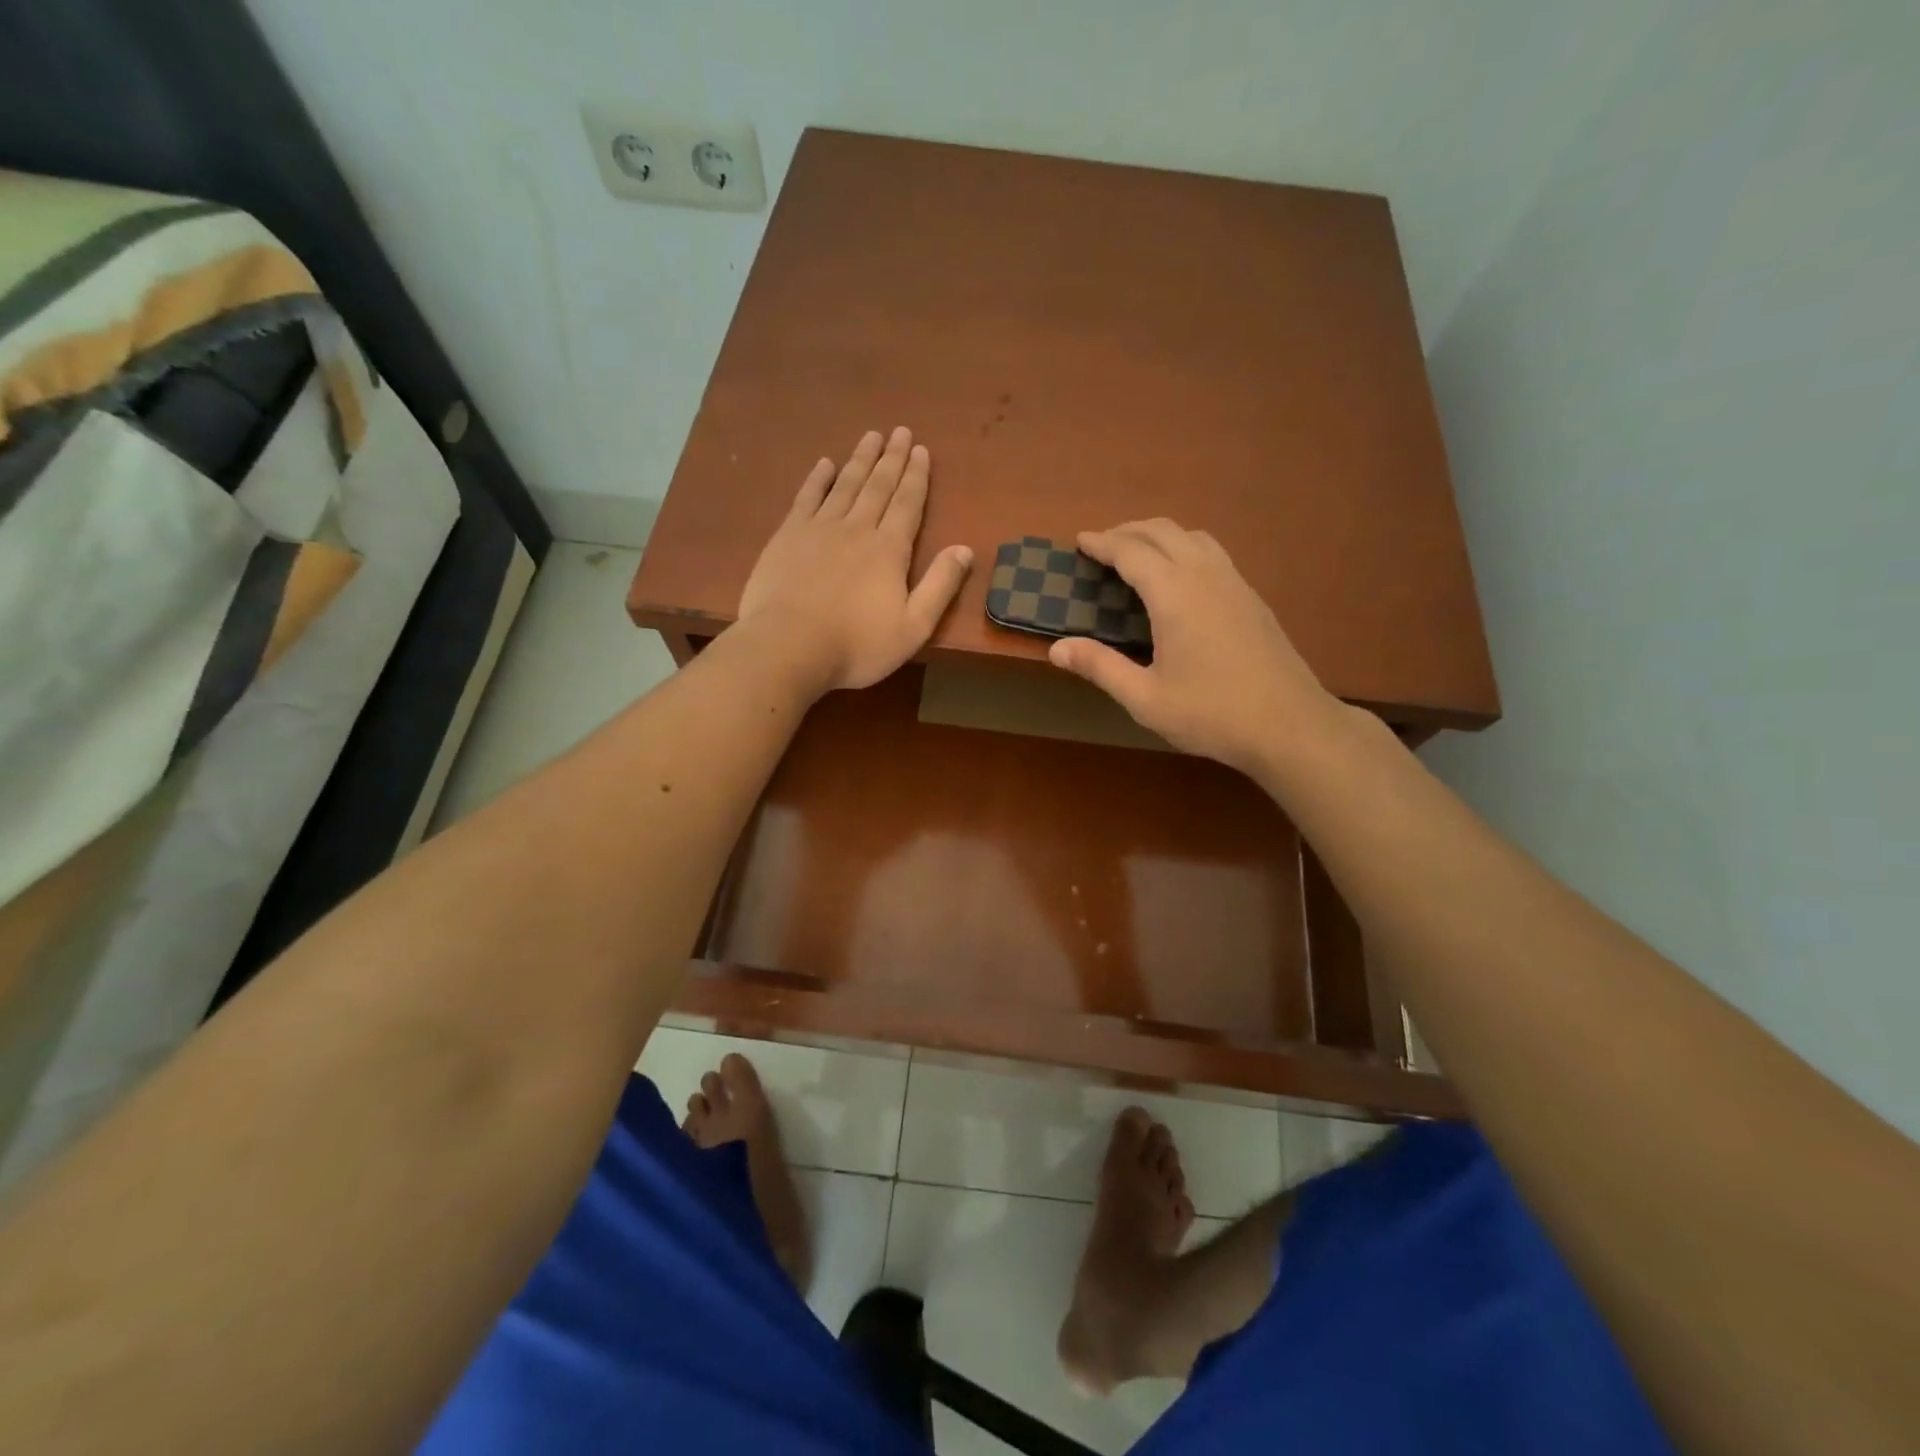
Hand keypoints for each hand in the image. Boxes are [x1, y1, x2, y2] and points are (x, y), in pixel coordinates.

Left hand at [736, 427, 972, 695]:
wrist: (788, 646)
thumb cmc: (856, 645)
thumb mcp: (913, 627)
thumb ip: (940, 587)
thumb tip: (965, 550)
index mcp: (889, 550)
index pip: (908, 503)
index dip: (916, 476)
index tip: (921, 450)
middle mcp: (857, 528)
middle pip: (878, 486)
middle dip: (892, 458)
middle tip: (900, 431)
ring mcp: (819, 529)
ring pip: (845, 485)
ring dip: (860, 460)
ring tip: (871, 437)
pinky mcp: (787, 536)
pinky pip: (807, 498)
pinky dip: (817, 479)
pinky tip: (825, 464)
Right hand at [1046, 519, 1333, 775]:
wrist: (1290, 725)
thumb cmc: (1211, 714)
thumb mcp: (1145, 698)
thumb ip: (1100, 667)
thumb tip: (1057, 648)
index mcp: (1175, 595)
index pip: (1132, 552)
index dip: (1103, 543)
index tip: (1080, 541)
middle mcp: (1205, 575)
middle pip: (1163, 532)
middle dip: (1128, 531)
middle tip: (1102, 545)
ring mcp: (1234, 583)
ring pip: (1193, 537)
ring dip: (1159, 535)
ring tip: (1137, 553)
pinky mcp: (1252, 597)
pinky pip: (1212, 553)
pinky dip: (1184, 548)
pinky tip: (1179, 577)